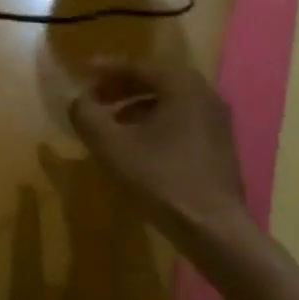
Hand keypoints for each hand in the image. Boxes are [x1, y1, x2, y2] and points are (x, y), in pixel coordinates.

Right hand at [69, 61, 246, 240]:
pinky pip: (182, 121)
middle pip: (155, 81)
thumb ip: (87, 116)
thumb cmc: (162, 180)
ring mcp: (217, 122)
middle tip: (95, 98)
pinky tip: (139, 147)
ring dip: (138, 107)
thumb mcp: (112, 146)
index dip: (106, 71)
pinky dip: (157, 124)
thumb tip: (76, 100)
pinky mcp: (221, 147)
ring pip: (169, 103)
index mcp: (182, 85)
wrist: (216, 231)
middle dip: (121, 88)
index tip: (82, 74)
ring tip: (112, 124)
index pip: (137, 67)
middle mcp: (204, 94)